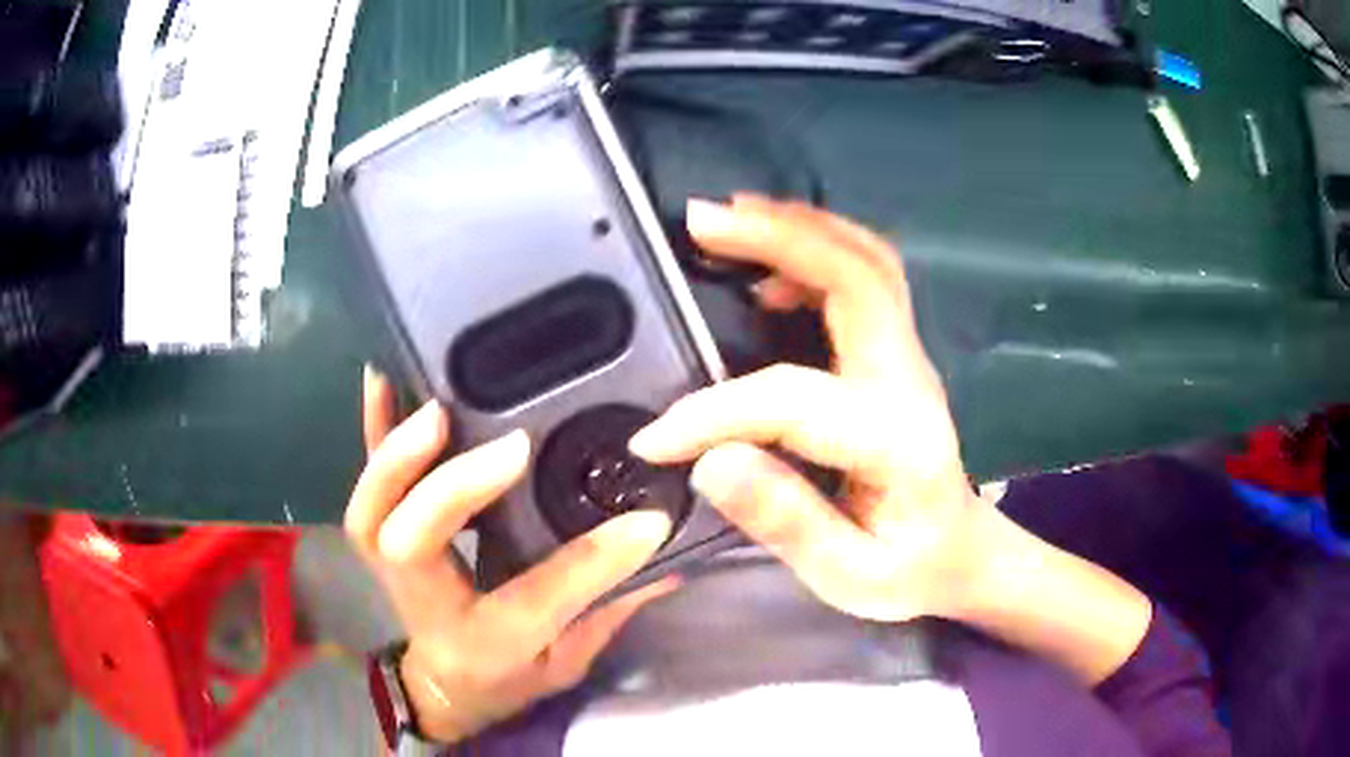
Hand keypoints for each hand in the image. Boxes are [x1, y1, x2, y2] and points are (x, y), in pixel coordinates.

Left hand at [346, 369, 679, 742]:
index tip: (645, 521)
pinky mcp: (383, 535)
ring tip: (438, 405)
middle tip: (510, 446)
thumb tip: (663, 545)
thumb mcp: (568, 662)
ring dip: (398, 454)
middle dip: (453, 491)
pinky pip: (367, 482)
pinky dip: (371, 431)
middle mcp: (428, 604)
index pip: (534, 601)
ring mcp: (392, 568)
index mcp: (485, 644)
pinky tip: (384, 380)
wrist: (447, 688)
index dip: (589, 561)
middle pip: (409, 546)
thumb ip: (611, 608)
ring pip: (373, 510)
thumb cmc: (509, 678)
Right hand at [630, 196, 980, 622]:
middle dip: (776, 237)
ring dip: (798, 228)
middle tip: (701, 222)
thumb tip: (710, 460)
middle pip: (856, 275)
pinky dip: (816, 249)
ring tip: (730, 221)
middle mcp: (909, 379)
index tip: (655, 438)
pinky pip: (865, 275)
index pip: (794, 400)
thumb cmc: (910, 570)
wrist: (963, 554)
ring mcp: (908, 356)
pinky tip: (767, 267)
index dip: (714, 412)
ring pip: (866, 260)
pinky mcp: (897, 352)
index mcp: (897, 439)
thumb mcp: (849, 575)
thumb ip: (786, 521)